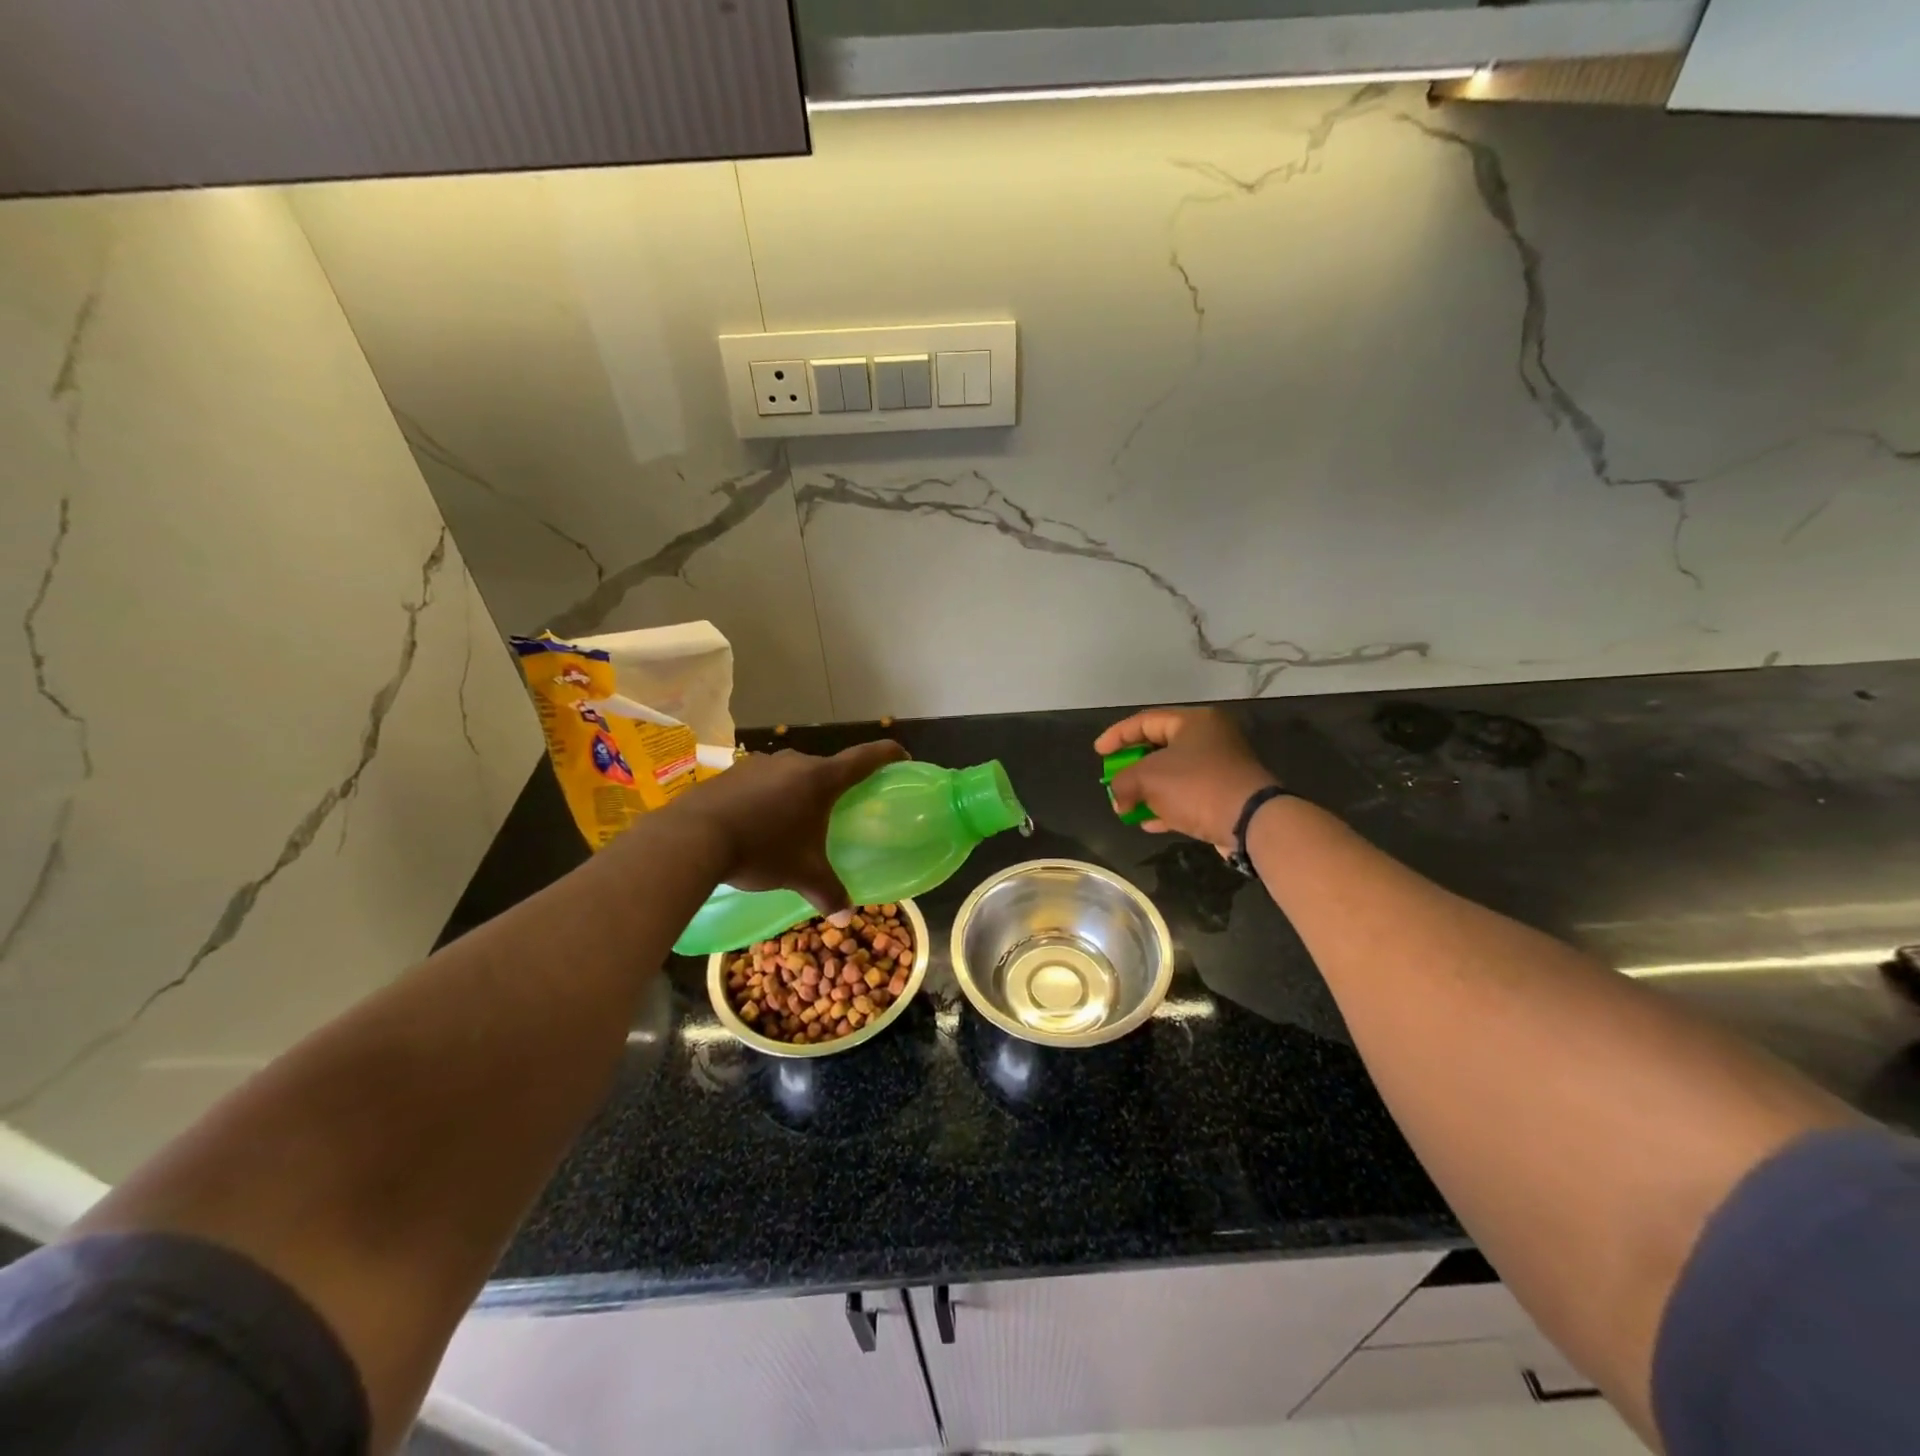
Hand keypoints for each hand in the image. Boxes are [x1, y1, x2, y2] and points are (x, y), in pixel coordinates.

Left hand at [663, 741, 907, 913]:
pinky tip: (756, 824)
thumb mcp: (801, 873)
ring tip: (792, 823)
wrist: (693, 838)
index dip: (888, 754)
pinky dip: (767, 798)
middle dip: (834, 788)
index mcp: (821, 779)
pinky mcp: (731, 773)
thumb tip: (846, 918)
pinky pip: (761, 782)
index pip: (865, 757)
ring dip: (796, 793)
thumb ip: (828, 892)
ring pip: (790, 775)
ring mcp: (759, 764)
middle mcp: (793, 762)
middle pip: (825, 769)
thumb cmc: (762, 849)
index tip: (901, 755)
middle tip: (837, 810)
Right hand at [1095, 707, 1276, 847]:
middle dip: (1132, 767)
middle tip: (1113, 779)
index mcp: (1194, 722)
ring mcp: (1220, 767)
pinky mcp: (1224, 794)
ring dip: (1147, 790)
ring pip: (1173, 774)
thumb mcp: (1148, 778)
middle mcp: (1210, 738)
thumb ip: (1123, 782)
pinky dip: (1166, 805)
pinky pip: (1187, 796)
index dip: (1117, 735)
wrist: (1250, 821)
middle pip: (1159, 747)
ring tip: (1126, 805)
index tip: (1098, 753)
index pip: (1145, 720)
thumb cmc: (1196, 786)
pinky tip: (1148, 822)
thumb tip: (1118, 798)